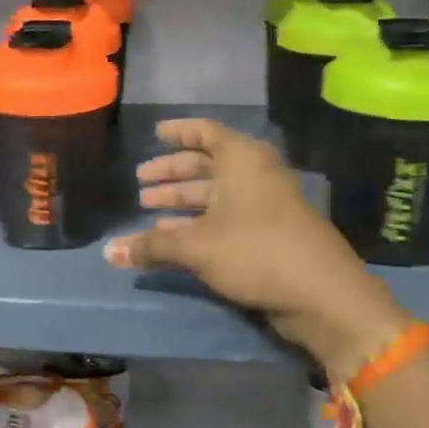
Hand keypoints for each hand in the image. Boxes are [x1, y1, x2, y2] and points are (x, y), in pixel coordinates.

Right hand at [103, 118, 410, 376]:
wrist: (321, 294)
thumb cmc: (255, 251)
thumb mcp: (196, 247)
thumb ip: (150, 246)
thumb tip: (106, 252)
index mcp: (242, 160)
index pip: (206, 133)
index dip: (179, 132)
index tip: (155, 134)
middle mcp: (254, 175)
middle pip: (207, 165)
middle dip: (172, 174)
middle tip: (141, 183)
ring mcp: (265, 205)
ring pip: (215, 195)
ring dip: (182, 202)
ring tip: (148, 211)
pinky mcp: (269, 234)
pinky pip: (225, 219)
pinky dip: (198, 224)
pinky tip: (172, 238)